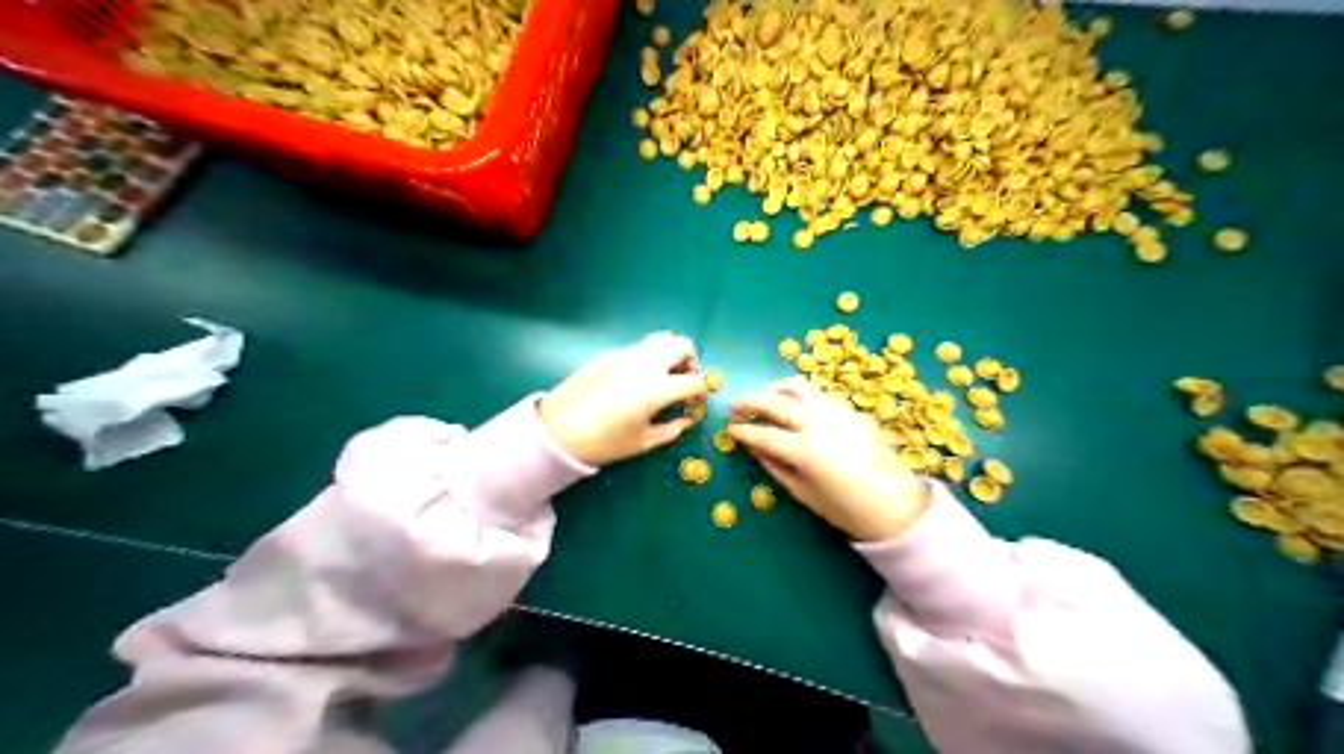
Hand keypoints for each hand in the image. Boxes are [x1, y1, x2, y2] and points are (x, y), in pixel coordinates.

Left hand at [539, 334, 706, 467]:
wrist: (555, 432)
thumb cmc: (603, 444)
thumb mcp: (643, 443)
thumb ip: (672, 429)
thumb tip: (687, 418)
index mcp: (654, 390)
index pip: (693, 381)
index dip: (701, 391)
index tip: (696, 401)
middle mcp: (642, 365)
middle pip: (680, 344)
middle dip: (689, 360)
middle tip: (682, 379)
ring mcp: (623, 355)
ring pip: (658, 339)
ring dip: (668, 354)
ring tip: (661, 376)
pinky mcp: (607, 354)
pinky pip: (636, 349)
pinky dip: (646, 359)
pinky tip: (633, 382)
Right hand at [731, 378, 931, 541]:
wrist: (894, 503)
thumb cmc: (845, 507)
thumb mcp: (803, 492)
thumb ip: (775, 466)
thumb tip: (754, 448)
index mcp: (804, 450)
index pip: (763, 434)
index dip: (743, 431)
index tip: (730, 429)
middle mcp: (817, 423)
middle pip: (774, 402)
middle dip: (748, 402)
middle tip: (734, 407)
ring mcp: (834, 411)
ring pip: (797, 387)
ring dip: (774, 390)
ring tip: (764, 398)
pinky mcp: (849, 408)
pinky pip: (817, 393)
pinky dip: (799, 394)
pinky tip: (794, 405)